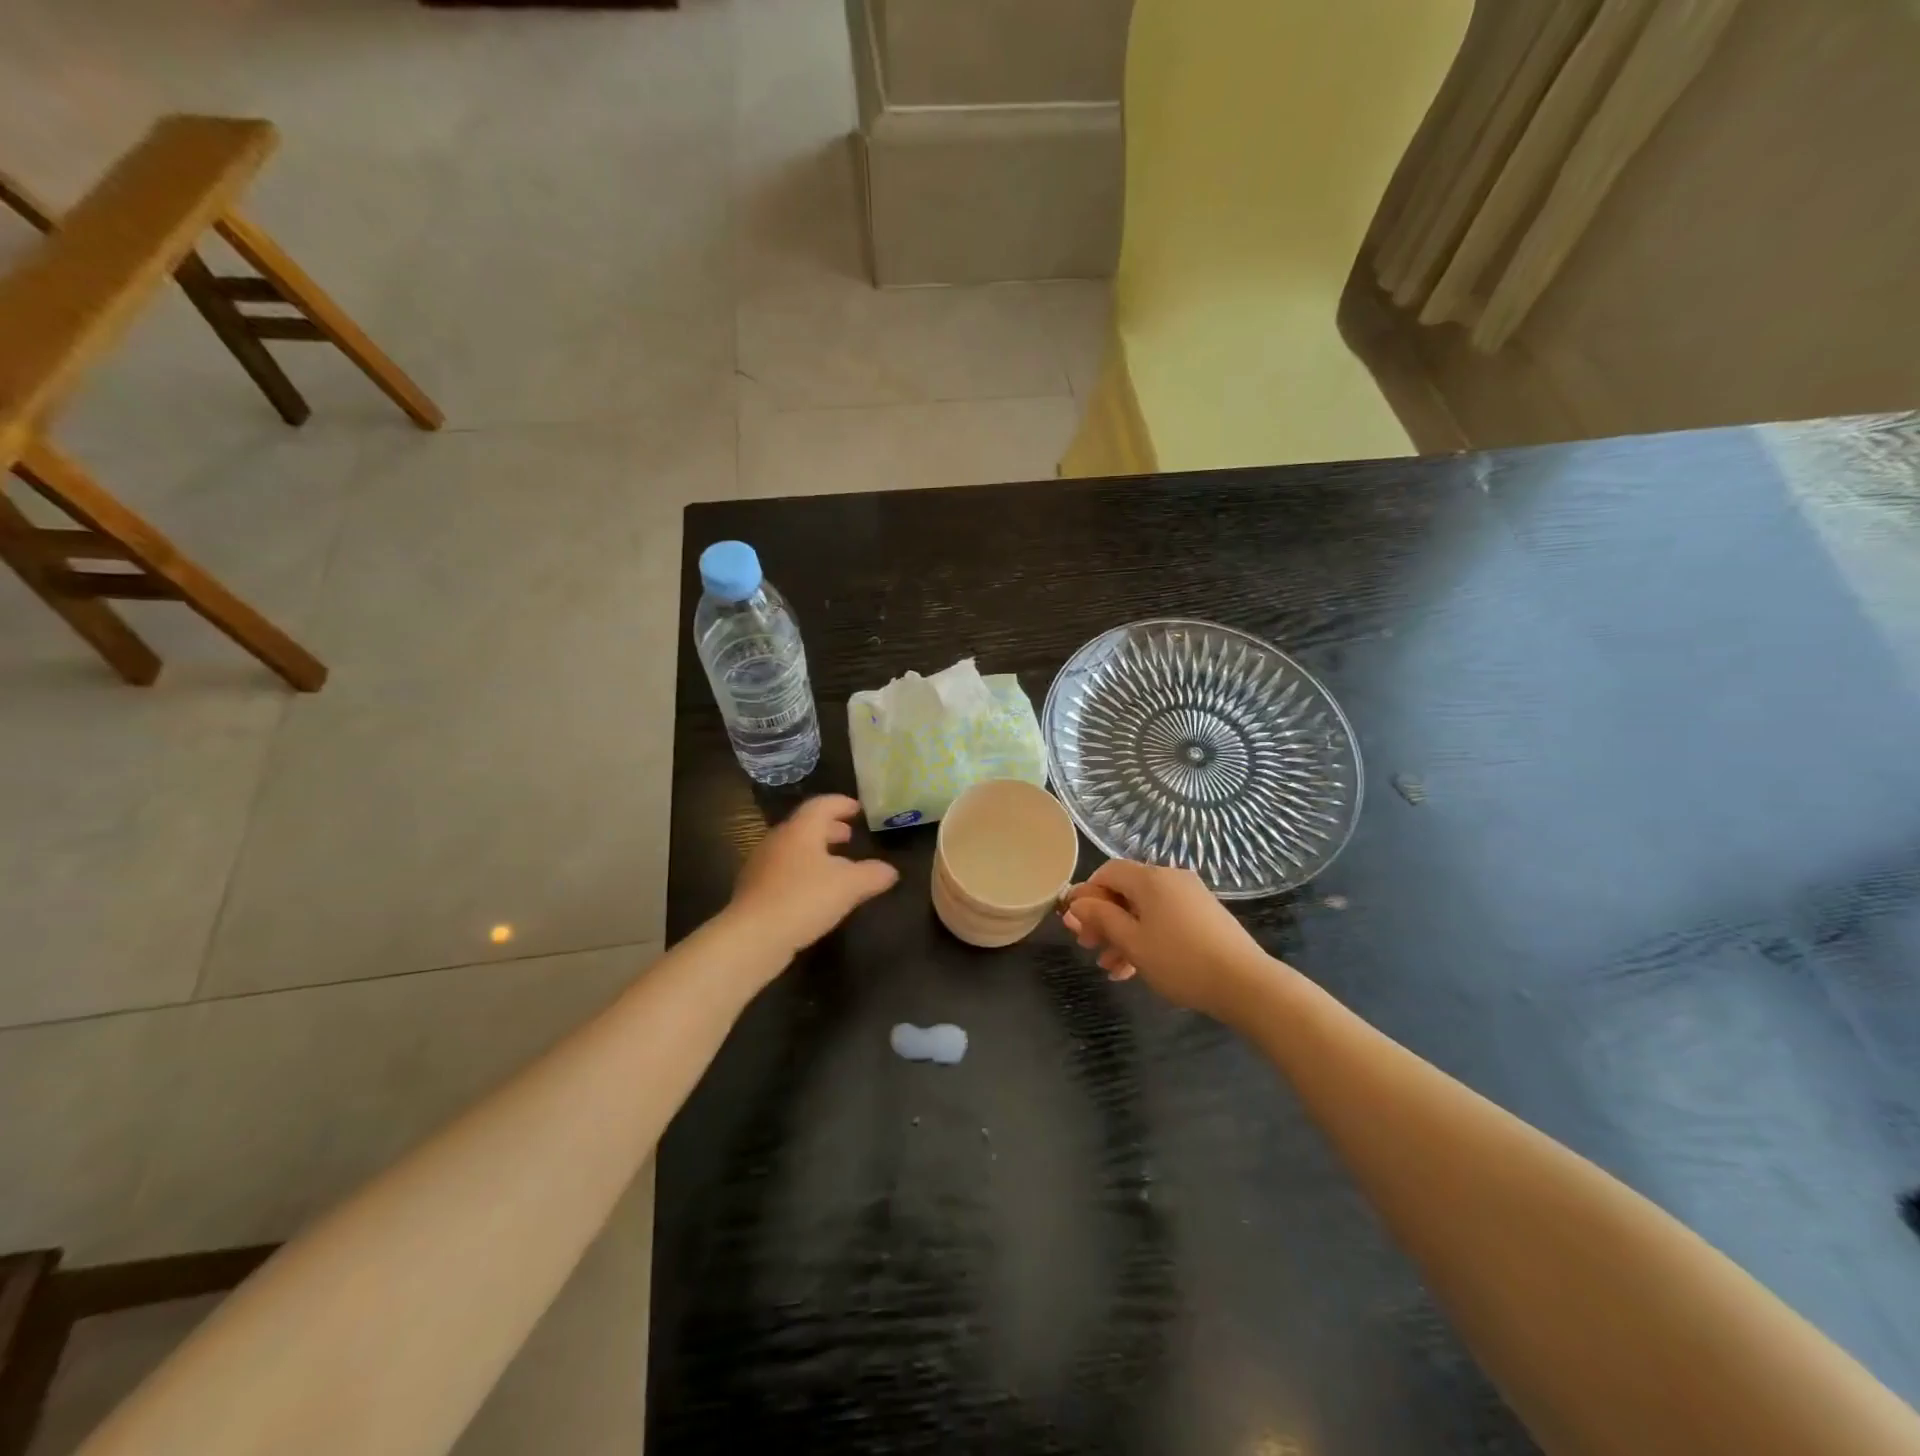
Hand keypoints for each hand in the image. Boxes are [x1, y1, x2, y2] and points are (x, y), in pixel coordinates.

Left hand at [730, 795, 899, 960]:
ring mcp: (762, 865)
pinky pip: (784, 871)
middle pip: (805, 826)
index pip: (822, 805)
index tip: (858, 809)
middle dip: (829, 829)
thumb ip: (872, 874)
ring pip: (794, 849)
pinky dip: (803, 871)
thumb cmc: (803, 899)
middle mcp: (778, 840)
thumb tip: (890, 871)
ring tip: (836, 865)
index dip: (842, 804)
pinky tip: (815, 891)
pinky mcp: (754, 890)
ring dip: (816, 851)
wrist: (752, 937)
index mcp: (800, 830)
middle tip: (849, 835)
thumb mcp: (849, 886)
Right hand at [1061, 860, 1274, 1020]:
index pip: (1107, 872)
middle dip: (1103, 919)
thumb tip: (1076, 902)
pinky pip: (1164, 919)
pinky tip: (1135, 969)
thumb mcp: (1132, 941)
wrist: (1245, 983)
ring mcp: (1190, 897)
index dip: (1086, 895)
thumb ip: (1101, 918)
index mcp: (1150, 878)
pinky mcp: (1204, 916)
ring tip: (1110, 968)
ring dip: (1122, 935)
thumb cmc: (1180, 960)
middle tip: (1087, 947)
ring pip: (1144, 910)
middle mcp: (1170, 878)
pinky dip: (1146, 938)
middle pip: (1125, 891)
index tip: (1074, 923)